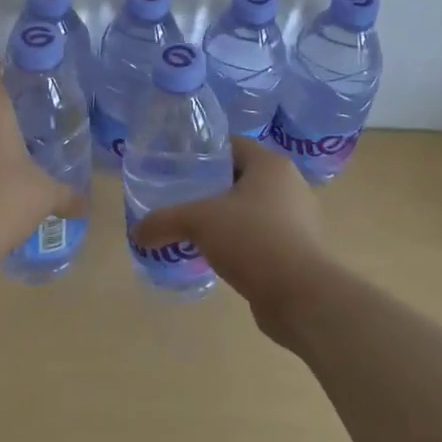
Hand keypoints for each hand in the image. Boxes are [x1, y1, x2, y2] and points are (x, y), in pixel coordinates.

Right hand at [129, 136, 333, 338]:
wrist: (304, 297)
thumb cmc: (254, 239)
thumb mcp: (200, 222)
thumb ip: (165, 221)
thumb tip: (137, 232)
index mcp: (271, 164)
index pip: (232, 144)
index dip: (204, 152)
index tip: (178, 165)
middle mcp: (290, 185)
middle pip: (242, 177)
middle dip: (213, 188)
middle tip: (182, 198)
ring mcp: (300, 220)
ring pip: (254, 209)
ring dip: (228, 218)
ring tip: (196, 231)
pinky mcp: (302, 252)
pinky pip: (264, 237)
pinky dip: (243, 243)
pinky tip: (220, 258)